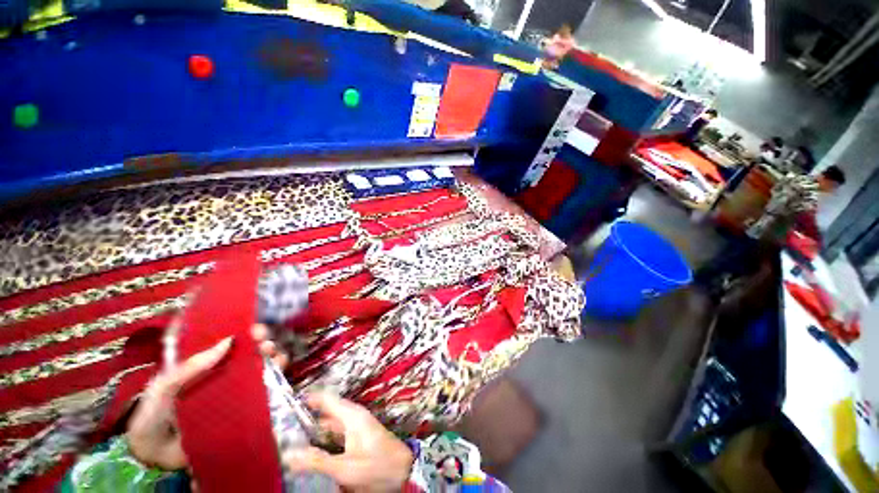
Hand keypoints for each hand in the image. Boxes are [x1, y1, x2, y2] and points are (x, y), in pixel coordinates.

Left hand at [127, 323, 288, 469]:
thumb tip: (228, 340)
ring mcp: (234, 395)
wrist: (152, 454)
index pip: (230, 344)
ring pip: (261, 371)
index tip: (256, 329)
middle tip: (266, 345)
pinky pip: (263, 394)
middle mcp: (222, 376)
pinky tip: (282, 374)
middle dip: (263, 346)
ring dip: (273, 360)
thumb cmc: (153, 413)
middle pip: (249, 356)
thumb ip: (192, 365)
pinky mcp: (242, 412)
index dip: (245, 334)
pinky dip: (277, 381)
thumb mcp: (165, 384)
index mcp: (204, 366)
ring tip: (276, 358)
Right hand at [284, 394, 413, 492]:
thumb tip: (289, 454)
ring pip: (331, 423)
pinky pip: (337, 432)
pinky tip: (313, 448)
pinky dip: (324, 437)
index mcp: (351, 416)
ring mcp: (356, 426)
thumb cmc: (376, 466)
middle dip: (307, 417)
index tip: (287, 404)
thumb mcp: (345, 467)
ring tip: (292, 438)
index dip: (308, 399)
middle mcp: (353, 417)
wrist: (403, 470)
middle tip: (283, 427)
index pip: (327, 399)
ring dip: (315, 429)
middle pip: (327, 411)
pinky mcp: (358, 436)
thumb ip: (317, 461)